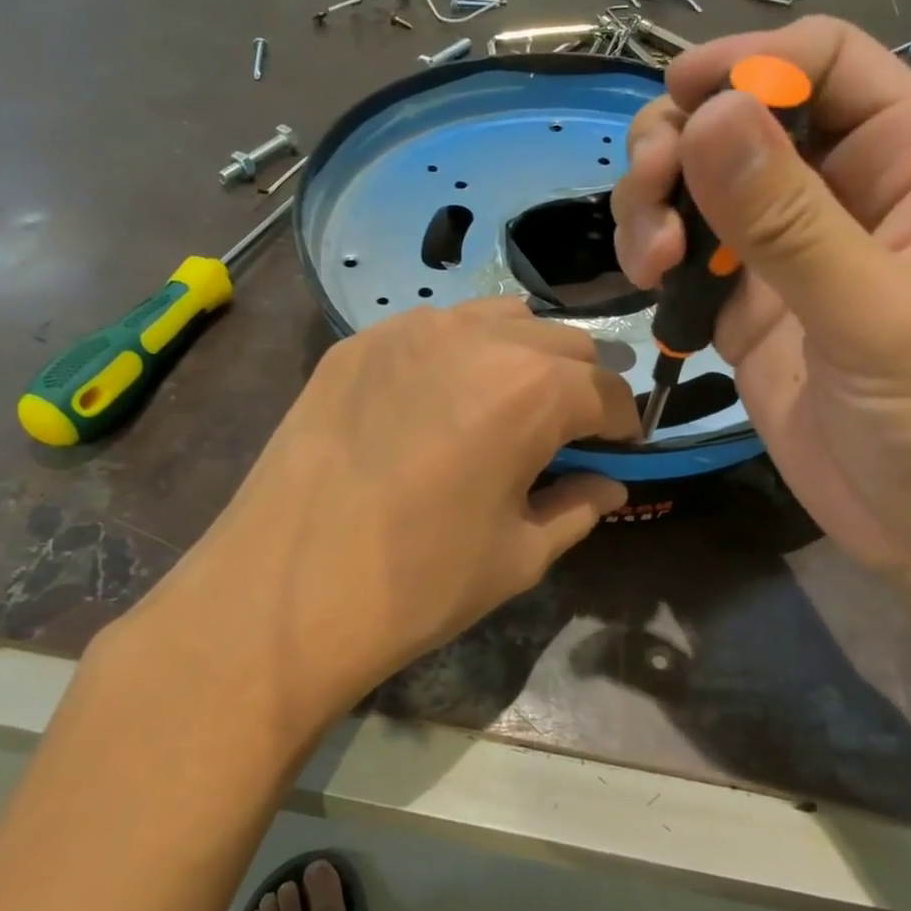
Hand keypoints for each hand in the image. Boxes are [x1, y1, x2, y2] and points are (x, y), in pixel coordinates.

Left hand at [127, 299, 638, 722]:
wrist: (286, 591)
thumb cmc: (419, 583)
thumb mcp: (519, 556)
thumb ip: (577, 509)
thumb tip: (610, 486)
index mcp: (533, 390)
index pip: (607, 392)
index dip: (623, 423)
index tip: (620, 448)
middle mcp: (479, 338)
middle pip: (562, 344)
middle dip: (580, 385)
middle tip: (569, 430)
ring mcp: (410, 330)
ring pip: (500, 319)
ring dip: (523, 355)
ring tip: (507, 404)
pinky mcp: (358, 342)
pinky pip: (433, 328)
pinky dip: (459, 353)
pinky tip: (437, 401)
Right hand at [612, 16, 910, 601]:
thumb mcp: (875, 314)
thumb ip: (787, 218)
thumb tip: (706, 115)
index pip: (824, 63)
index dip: (750, 64)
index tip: (680, 102)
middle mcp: (846, 189)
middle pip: (744, 116)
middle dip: (682, 142)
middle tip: (649, 196)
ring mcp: (790, 249)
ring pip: (702, 181)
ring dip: (658, 200)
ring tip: (651, 258)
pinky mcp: (749, 305)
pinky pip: (689, 252)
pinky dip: (658, 254)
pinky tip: (652, 284)